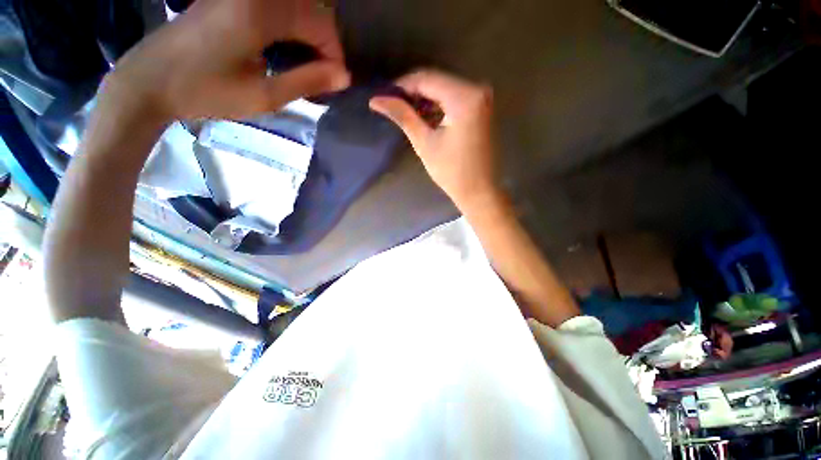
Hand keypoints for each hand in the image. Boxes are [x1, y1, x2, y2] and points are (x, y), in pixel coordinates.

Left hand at [103, 0, 349, 120]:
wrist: (149, 80)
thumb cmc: (206, 92)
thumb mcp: (263, 96)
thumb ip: (307, 82)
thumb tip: (344, 76)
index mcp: (260, 12)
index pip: (321, 23)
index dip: (335, 54)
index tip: (334, 83)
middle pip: (311, 9)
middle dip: (325, 45)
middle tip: (322, 77)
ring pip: (296, 5)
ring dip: (310, 35)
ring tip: (306, 67)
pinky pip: (276, 5)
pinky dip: (291, 27)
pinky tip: (285, 50)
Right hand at [369, 70, 498, 209]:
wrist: (479, 191)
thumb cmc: (452, 172)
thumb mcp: (425, 143)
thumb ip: (403, 116)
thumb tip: (376, 99)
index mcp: (465, 97)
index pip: (426, 79)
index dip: (401, 86)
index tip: (383, 97)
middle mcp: (478, 90)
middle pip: (437, 81)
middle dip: (412, 93)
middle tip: (392, 106)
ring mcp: (482, 99)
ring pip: (445, 89)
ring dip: (424, 100)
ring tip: (405, 114)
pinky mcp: (482, 109)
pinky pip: (455, 99)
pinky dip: (438, 106)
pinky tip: (424, 117)